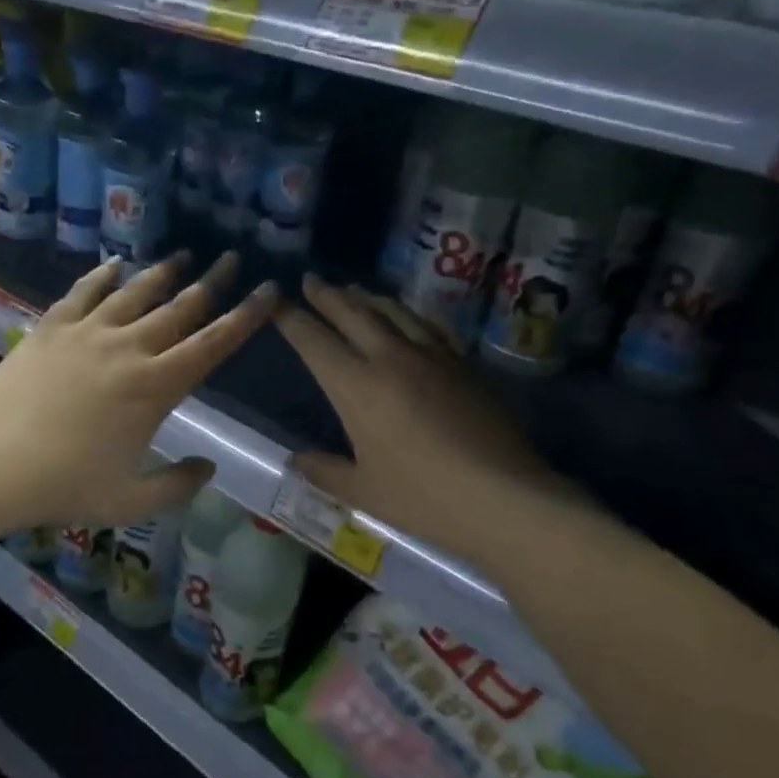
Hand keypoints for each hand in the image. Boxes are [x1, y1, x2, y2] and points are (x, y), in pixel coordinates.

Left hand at [0, 252, 276, 529]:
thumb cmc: (64, 486)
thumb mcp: (130, 500)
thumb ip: (177, 485)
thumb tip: (209, 467)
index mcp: (155, 388)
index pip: (213, 344)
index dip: (246, 316)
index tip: (269, 290)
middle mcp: (128, 349)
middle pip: (180, 308)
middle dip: (212, 282)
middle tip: (231, 257)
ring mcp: (87, 334)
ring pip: (135, 293)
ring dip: (163, 273)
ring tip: (183, 255)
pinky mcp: (50, 328)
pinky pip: (83, 292)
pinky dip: (103, 275)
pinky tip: (115, 264)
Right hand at [275, 277, 563, 566]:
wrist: (503, 495)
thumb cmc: (422, 497)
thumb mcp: (363, 490)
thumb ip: (324, 471)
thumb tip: (294, 461)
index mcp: (356, 387)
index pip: (314, 342)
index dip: (291, 319)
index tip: (275, 303)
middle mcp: (390, 358)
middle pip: (353, 314)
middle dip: (328, 295)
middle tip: (312, 279)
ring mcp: (432, 356)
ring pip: (394, 312)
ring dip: (368, 298)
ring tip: (354, 289)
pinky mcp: (464, 364)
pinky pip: (432, 326)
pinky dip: (413, 314)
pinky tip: (411, 314)